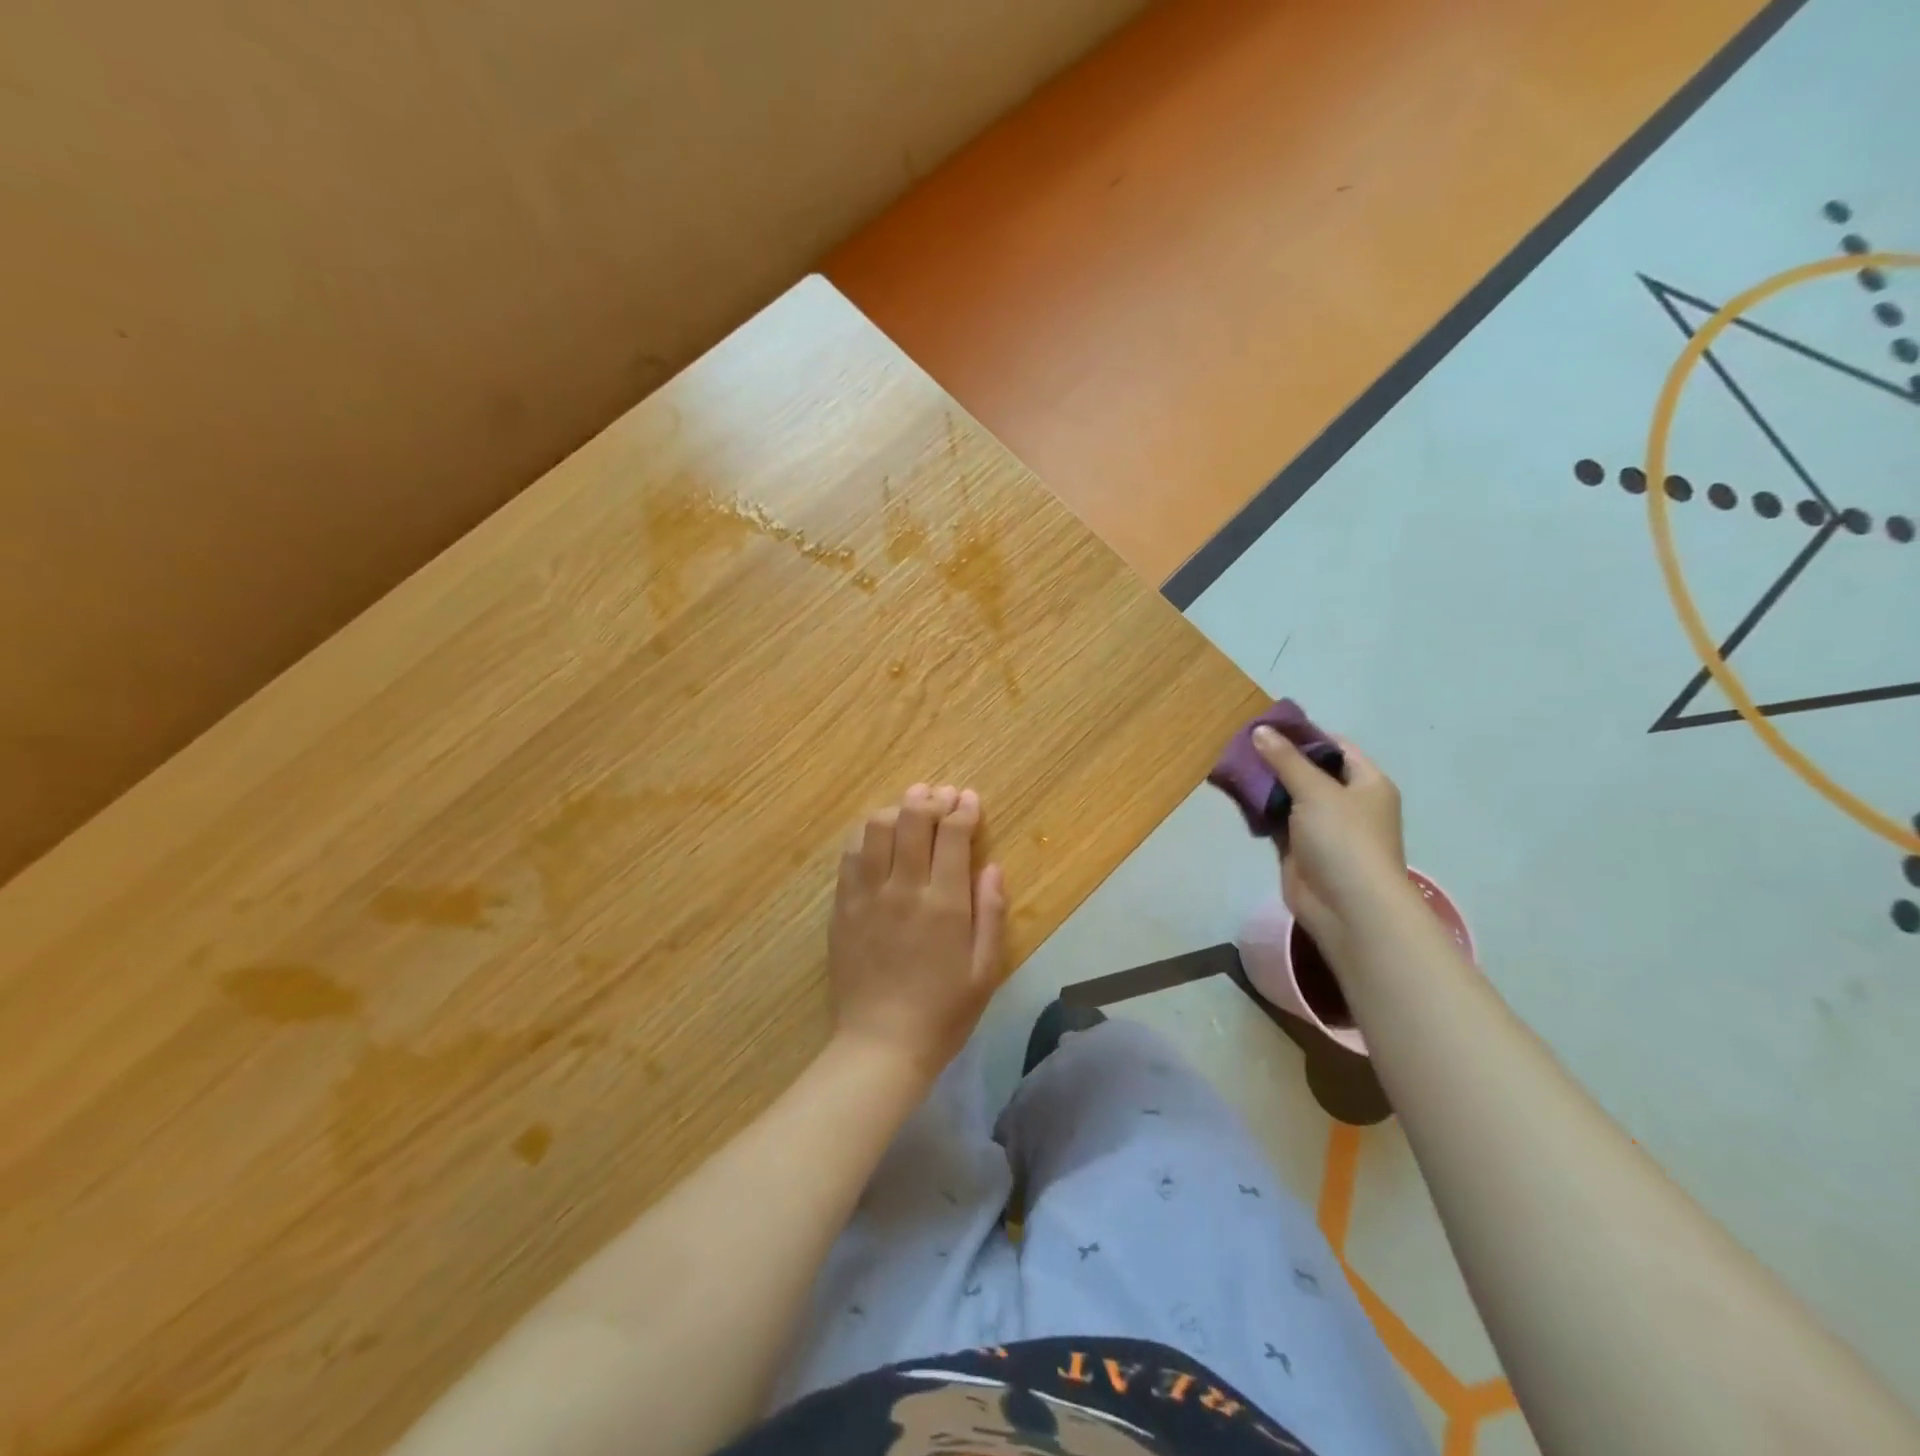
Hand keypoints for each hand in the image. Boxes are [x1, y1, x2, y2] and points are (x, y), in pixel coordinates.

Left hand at [828, 783, 1007, 1078]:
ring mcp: (867, 895)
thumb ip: (991, 913)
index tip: (969, 799)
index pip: (953, 835)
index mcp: (945, 903)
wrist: (880, 1045)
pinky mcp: (842, 906)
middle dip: (930, 798)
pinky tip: (877, 836)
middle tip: (941, 794)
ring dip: (896, 809)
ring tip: (909, 809)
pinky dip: (866, 835)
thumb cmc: (943, 1013)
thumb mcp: (985, 970)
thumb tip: (993, 866)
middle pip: (912, 819)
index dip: (963, 810)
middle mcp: (904, 888)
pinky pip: (850, 855)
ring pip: (877, 828)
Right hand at [1253, 727, 1411, 960]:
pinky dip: (1260, 810)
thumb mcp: (1315, 791)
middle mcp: (1348, 802)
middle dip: (1277, 758)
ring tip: (1232, 766)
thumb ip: (1285, 759)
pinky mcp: (1300, 849)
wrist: (1347, 907)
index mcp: (1366, 782)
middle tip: (1240, 744)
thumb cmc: (1343, 840)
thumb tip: (1260, 730)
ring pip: (1290, 796)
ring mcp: (1323, 828)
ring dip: (1265, 784)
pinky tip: (1236, 796)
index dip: (1303, 733)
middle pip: (1309, 771)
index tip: (1267, 725)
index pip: (1335, 746)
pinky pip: (1277, 821)